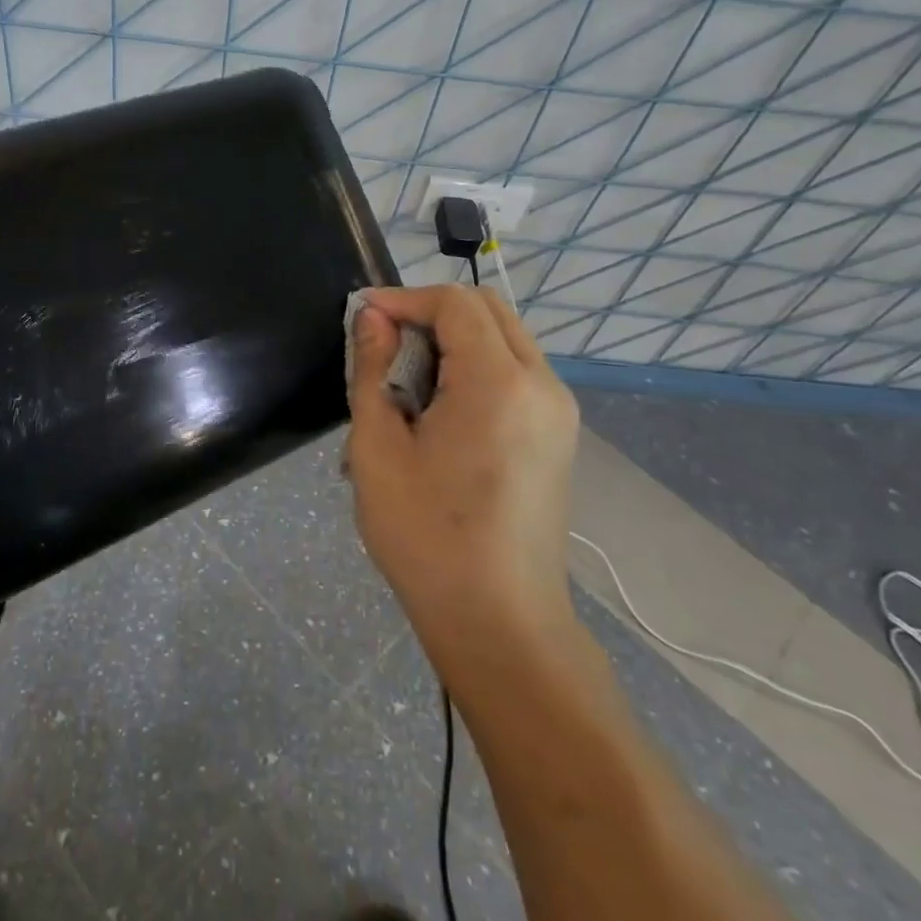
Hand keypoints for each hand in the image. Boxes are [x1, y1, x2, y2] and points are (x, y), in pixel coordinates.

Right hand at [346, 284, 580, 650]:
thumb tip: (372, 318)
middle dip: (430, 313)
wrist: (500, 622)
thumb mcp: (378, 449)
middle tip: (383, 347)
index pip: (454, 303)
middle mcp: (542, 384)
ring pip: (504, 338)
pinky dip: (476, 367)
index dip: (403, 299)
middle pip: (487, 310)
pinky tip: (440, 411)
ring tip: (406, 384)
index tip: (362, 319)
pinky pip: (516, 373)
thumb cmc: (427, 537)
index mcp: (498, 382)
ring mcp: (558, 411)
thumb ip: (373, 370)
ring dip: (453, 340)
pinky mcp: (559, 436)